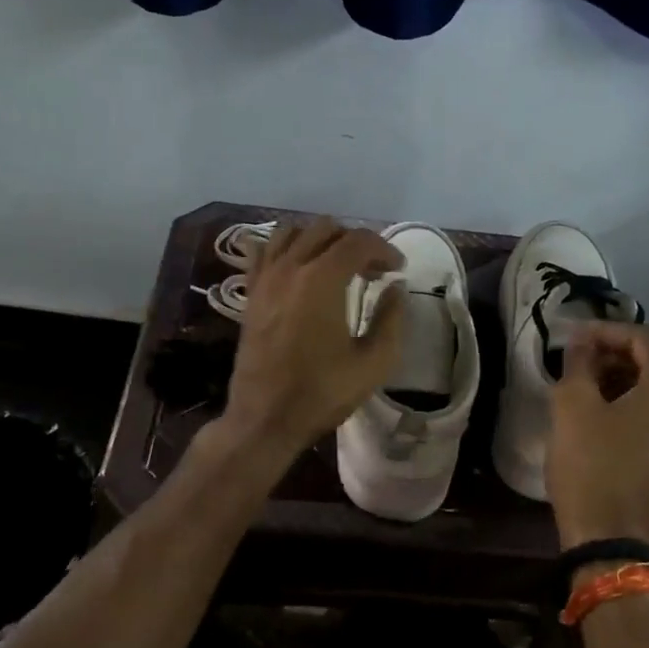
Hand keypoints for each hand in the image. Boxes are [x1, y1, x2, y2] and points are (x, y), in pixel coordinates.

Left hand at [219, 219, 405, 461]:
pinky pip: (265, 250)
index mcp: (322, 280)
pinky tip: (299, 268)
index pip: (359, 241)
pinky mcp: (250, 292)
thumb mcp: (374, 363)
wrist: (265, 418)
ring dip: (321, 240)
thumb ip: (391, 318)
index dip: (385, 250)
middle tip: (372, 272)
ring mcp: (265, 278)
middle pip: (326, 229)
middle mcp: (290, 268)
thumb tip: (396, 288)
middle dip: (355, 242)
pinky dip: (286, 248)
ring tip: (337, 266)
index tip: (397, 271)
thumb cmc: (322, 393)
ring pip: (293, 232)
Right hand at [548, 323, 648, 552]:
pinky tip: (615, 415)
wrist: (611, 537)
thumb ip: (578, 362)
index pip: (643, 338)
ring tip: (596, 386)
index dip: (606, 331)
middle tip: (586, 360)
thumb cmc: (591, 464)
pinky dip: (648, 405)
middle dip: (623, 354)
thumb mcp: (572, 405)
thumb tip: (582, 341)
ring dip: (635, 379)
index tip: (574, 337)